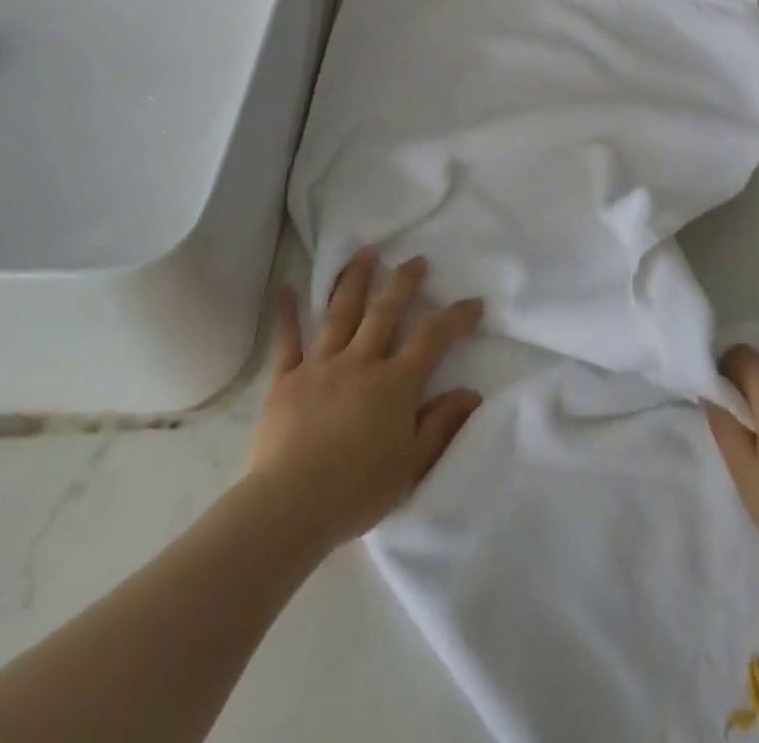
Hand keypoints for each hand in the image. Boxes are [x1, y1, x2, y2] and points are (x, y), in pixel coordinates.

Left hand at [247, 248, 483, 551]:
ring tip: (366, 251)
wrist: (290, 506)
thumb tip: (471, 393)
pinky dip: (287, 314)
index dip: (456, 318)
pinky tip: (284, 287)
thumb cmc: (357, 491)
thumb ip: (441, 425)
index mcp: (394, 383)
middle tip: (417, 261)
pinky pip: (287, 341)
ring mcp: (320, 365)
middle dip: (404, 282)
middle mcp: (359, 362)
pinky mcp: (286, 379)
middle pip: (385, 311)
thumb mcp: (412, 466)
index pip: (432, 339)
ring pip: (340, 312)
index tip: (473, 303)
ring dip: (355, 279)